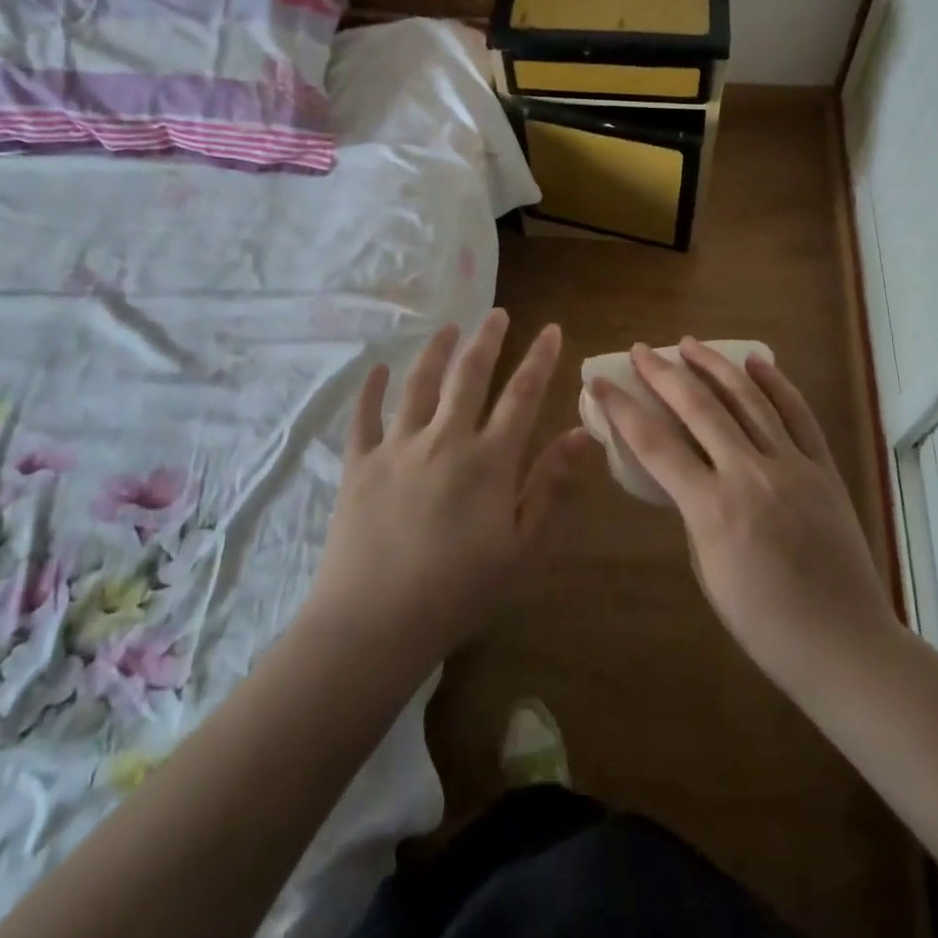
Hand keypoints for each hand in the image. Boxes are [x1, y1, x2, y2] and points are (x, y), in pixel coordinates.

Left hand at [307, 310, 592, 672]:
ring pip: (419, 383)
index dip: (540, 359)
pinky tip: (376, 369)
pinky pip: (363, 416)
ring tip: (448, 328)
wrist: (374, 623)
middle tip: (497, 313)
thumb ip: (550, 486)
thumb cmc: (458, 592)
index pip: (522, 395)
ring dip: (436, 351)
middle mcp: (444, 440)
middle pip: (469, 375)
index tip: (551, 329)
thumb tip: (579, 434)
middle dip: (487, 339)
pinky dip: (370, 389)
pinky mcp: (358, 464)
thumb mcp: (521, 548)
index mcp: (488, 461)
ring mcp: (397, 447)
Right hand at [593, 339, 897, 701]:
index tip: (601, 383)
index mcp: (712, 509)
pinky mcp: (823, 468)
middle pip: (698, 408)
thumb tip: (691, 474)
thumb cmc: (763, 623)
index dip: (622, 409)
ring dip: (714, 366)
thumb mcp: (708, 570)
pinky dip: (775, 383)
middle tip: (642, 350)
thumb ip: (695, 512)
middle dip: (664, 373)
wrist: (842, 642)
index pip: (654, 444)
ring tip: (690, 343)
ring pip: (748, 399)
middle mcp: (750, 475)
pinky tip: (756, 361)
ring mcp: (792, 466)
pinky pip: (798, 414)